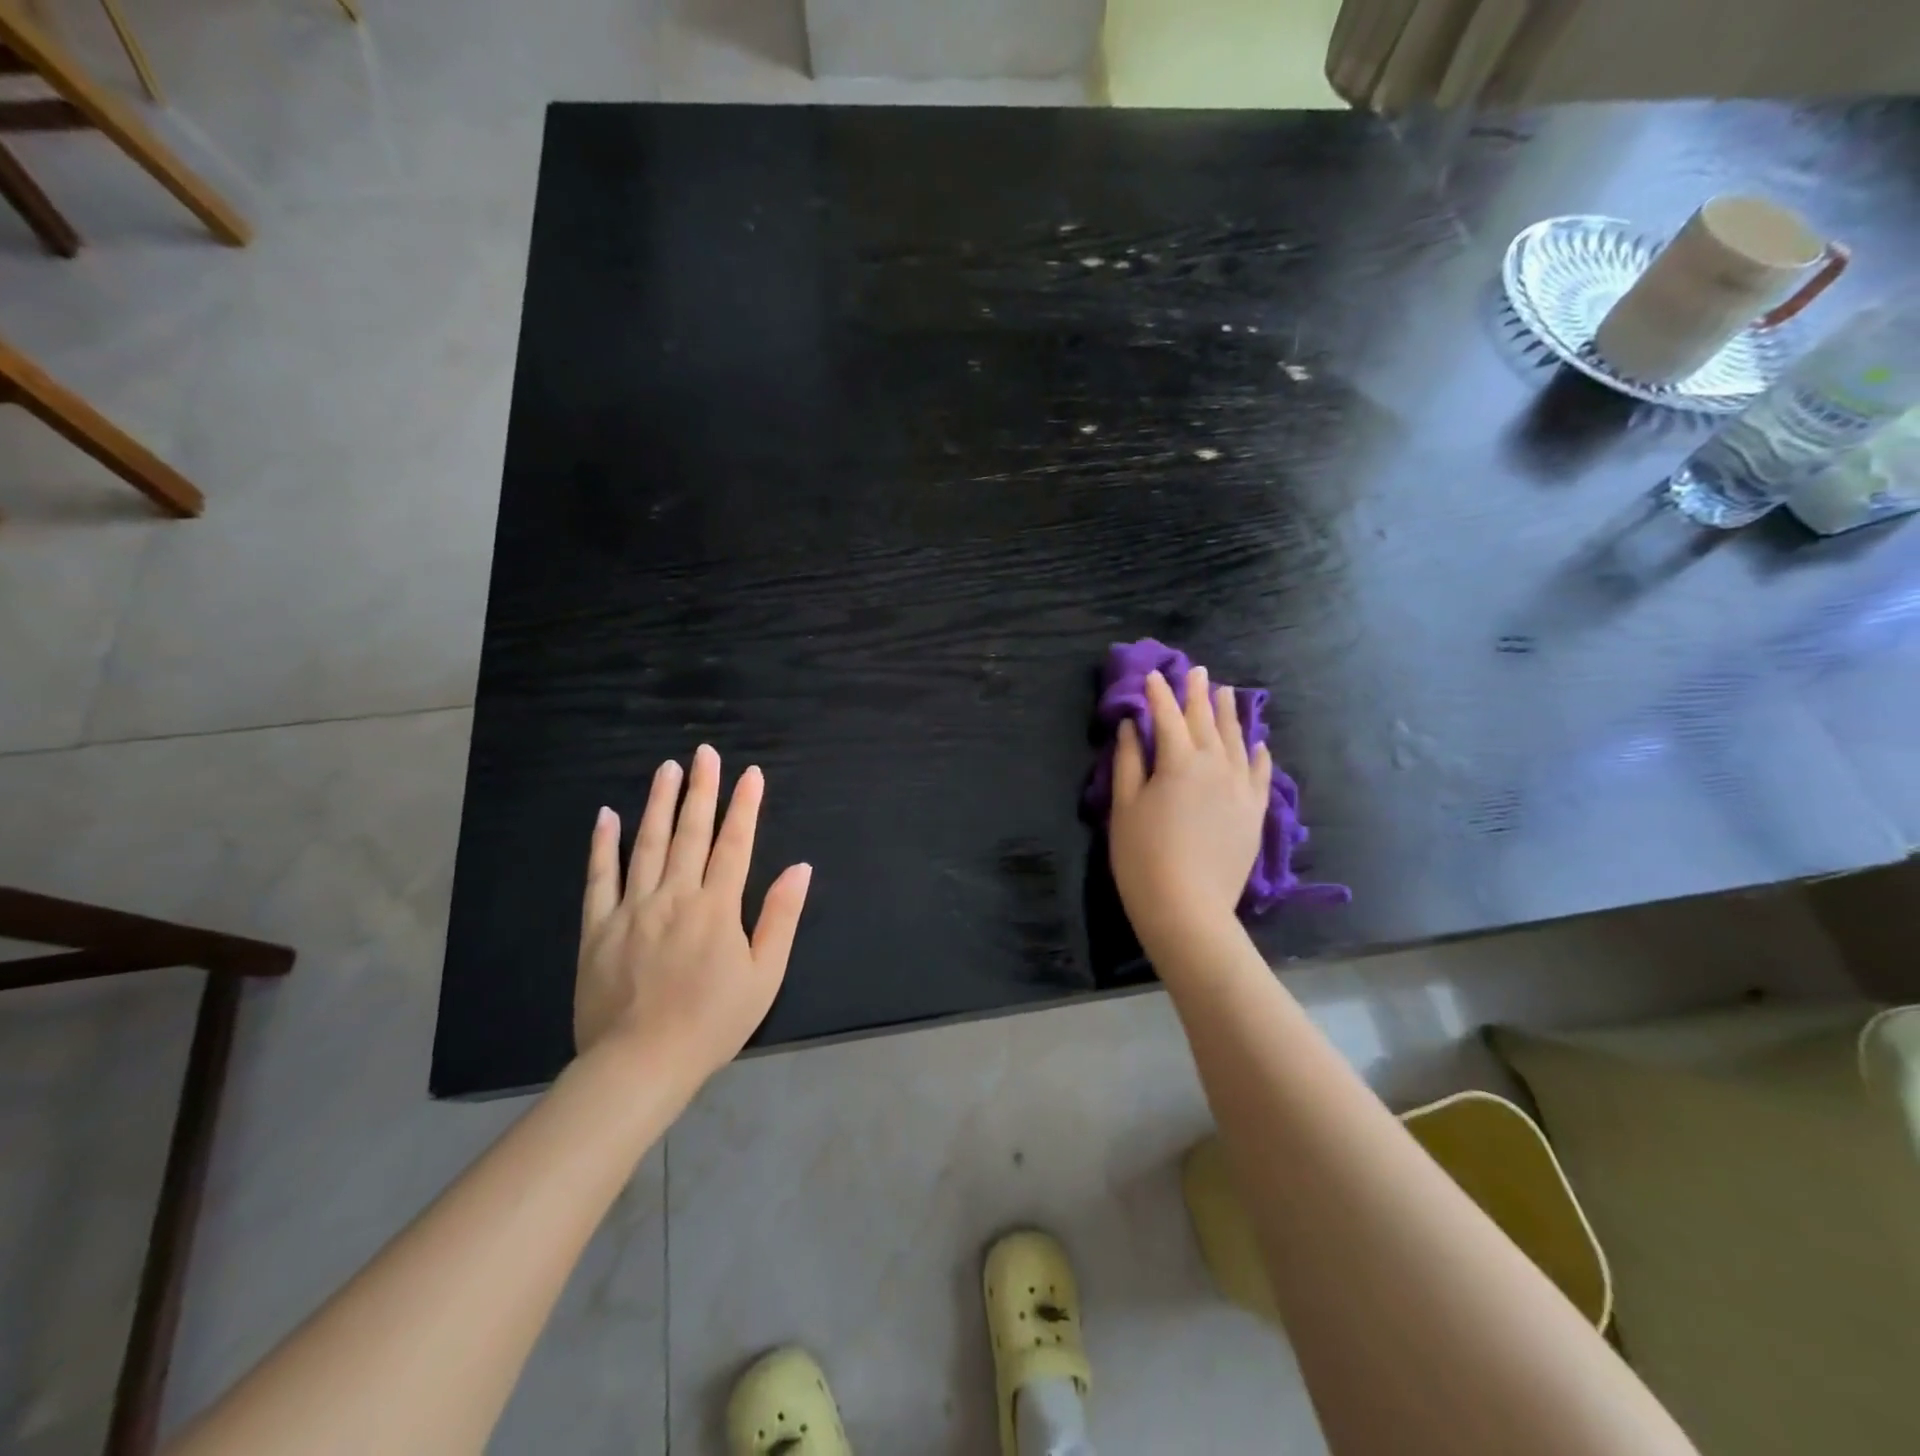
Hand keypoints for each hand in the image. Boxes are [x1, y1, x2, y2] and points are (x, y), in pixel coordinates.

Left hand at [576, 744, 812, 1092]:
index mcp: (717, 907)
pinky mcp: (598, 928)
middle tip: (704, 753)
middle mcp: (674, 896)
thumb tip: (800, 869)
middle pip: (691, 833)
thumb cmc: (712, 1023)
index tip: (751, 774)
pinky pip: (599, 878)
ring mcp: (632, 909)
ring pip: (647, 844)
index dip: (745, 806)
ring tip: (667, 768)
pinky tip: (607, 816)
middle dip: (701, 789)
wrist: (639, 1065)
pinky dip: (603, 845)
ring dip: (659, 803)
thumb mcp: (764, 976)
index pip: (735, 844)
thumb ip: (781, 918)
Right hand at [1109, 667, 1270, 961]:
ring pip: (1237, 740)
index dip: (1159, 695)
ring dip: (1229, 714)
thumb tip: (1133, 726)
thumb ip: (1129, 761)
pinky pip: (1260, 774)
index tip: (1153, 675)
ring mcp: (1240, 788)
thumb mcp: (1125, 806)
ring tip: (1226, 692)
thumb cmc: (1142, 857)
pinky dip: (1258, 754)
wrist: (1187, 908)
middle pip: (1206, 721)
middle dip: (1197, 694)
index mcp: (1179, 761)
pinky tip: (1258, 743)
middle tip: (1195, 671)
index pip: (1168, 717)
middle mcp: (1216, 765)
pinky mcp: (1254, 812)